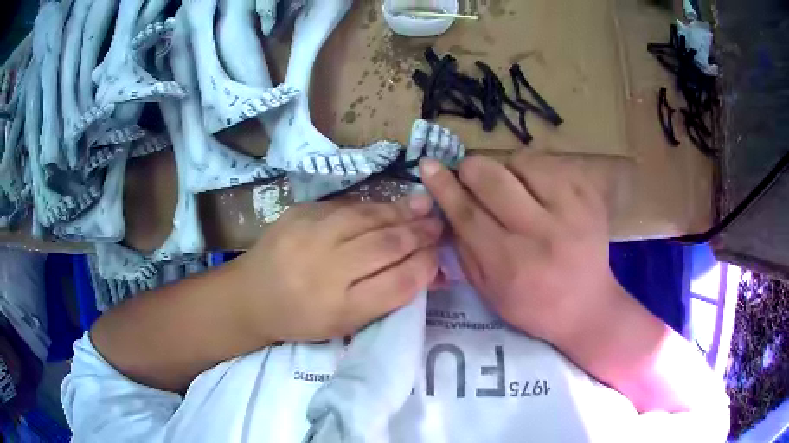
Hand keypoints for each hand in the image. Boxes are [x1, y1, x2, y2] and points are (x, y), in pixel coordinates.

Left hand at [230, 196, 442, 342]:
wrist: (250, 295)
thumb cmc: (301, 319)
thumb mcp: (345, 323)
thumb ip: (385, 297)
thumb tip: (426, 269)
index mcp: (339, 309)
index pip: (398, 283)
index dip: (426, 267)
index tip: (439, 257)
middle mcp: (325, 269)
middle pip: (387, 245)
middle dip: (420, 234)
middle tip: (440, 226)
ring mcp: (310, 234)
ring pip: (370, 217)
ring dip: (403, 212)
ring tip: (424, 208)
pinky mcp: (300, 212)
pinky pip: (348, 206)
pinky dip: (374, 207)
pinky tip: (390, 207)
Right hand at [421, 151, 622, 346]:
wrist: (589, 307)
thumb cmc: (534, 306)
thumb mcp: (490, 293)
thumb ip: (465, 251)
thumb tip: (446, 206)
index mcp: (512, 264)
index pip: (468, 213)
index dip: (444, 186)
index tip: (428, 165)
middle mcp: (542, 234)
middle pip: (493, 179)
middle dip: (471, 169)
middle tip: (468, 174)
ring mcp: (571, 210)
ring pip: (523, 162)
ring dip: (507, 168)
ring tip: (511, 186)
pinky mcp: (589, 196)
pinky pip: (550, 163)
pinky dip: (535, 170)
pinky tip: (537, 189)